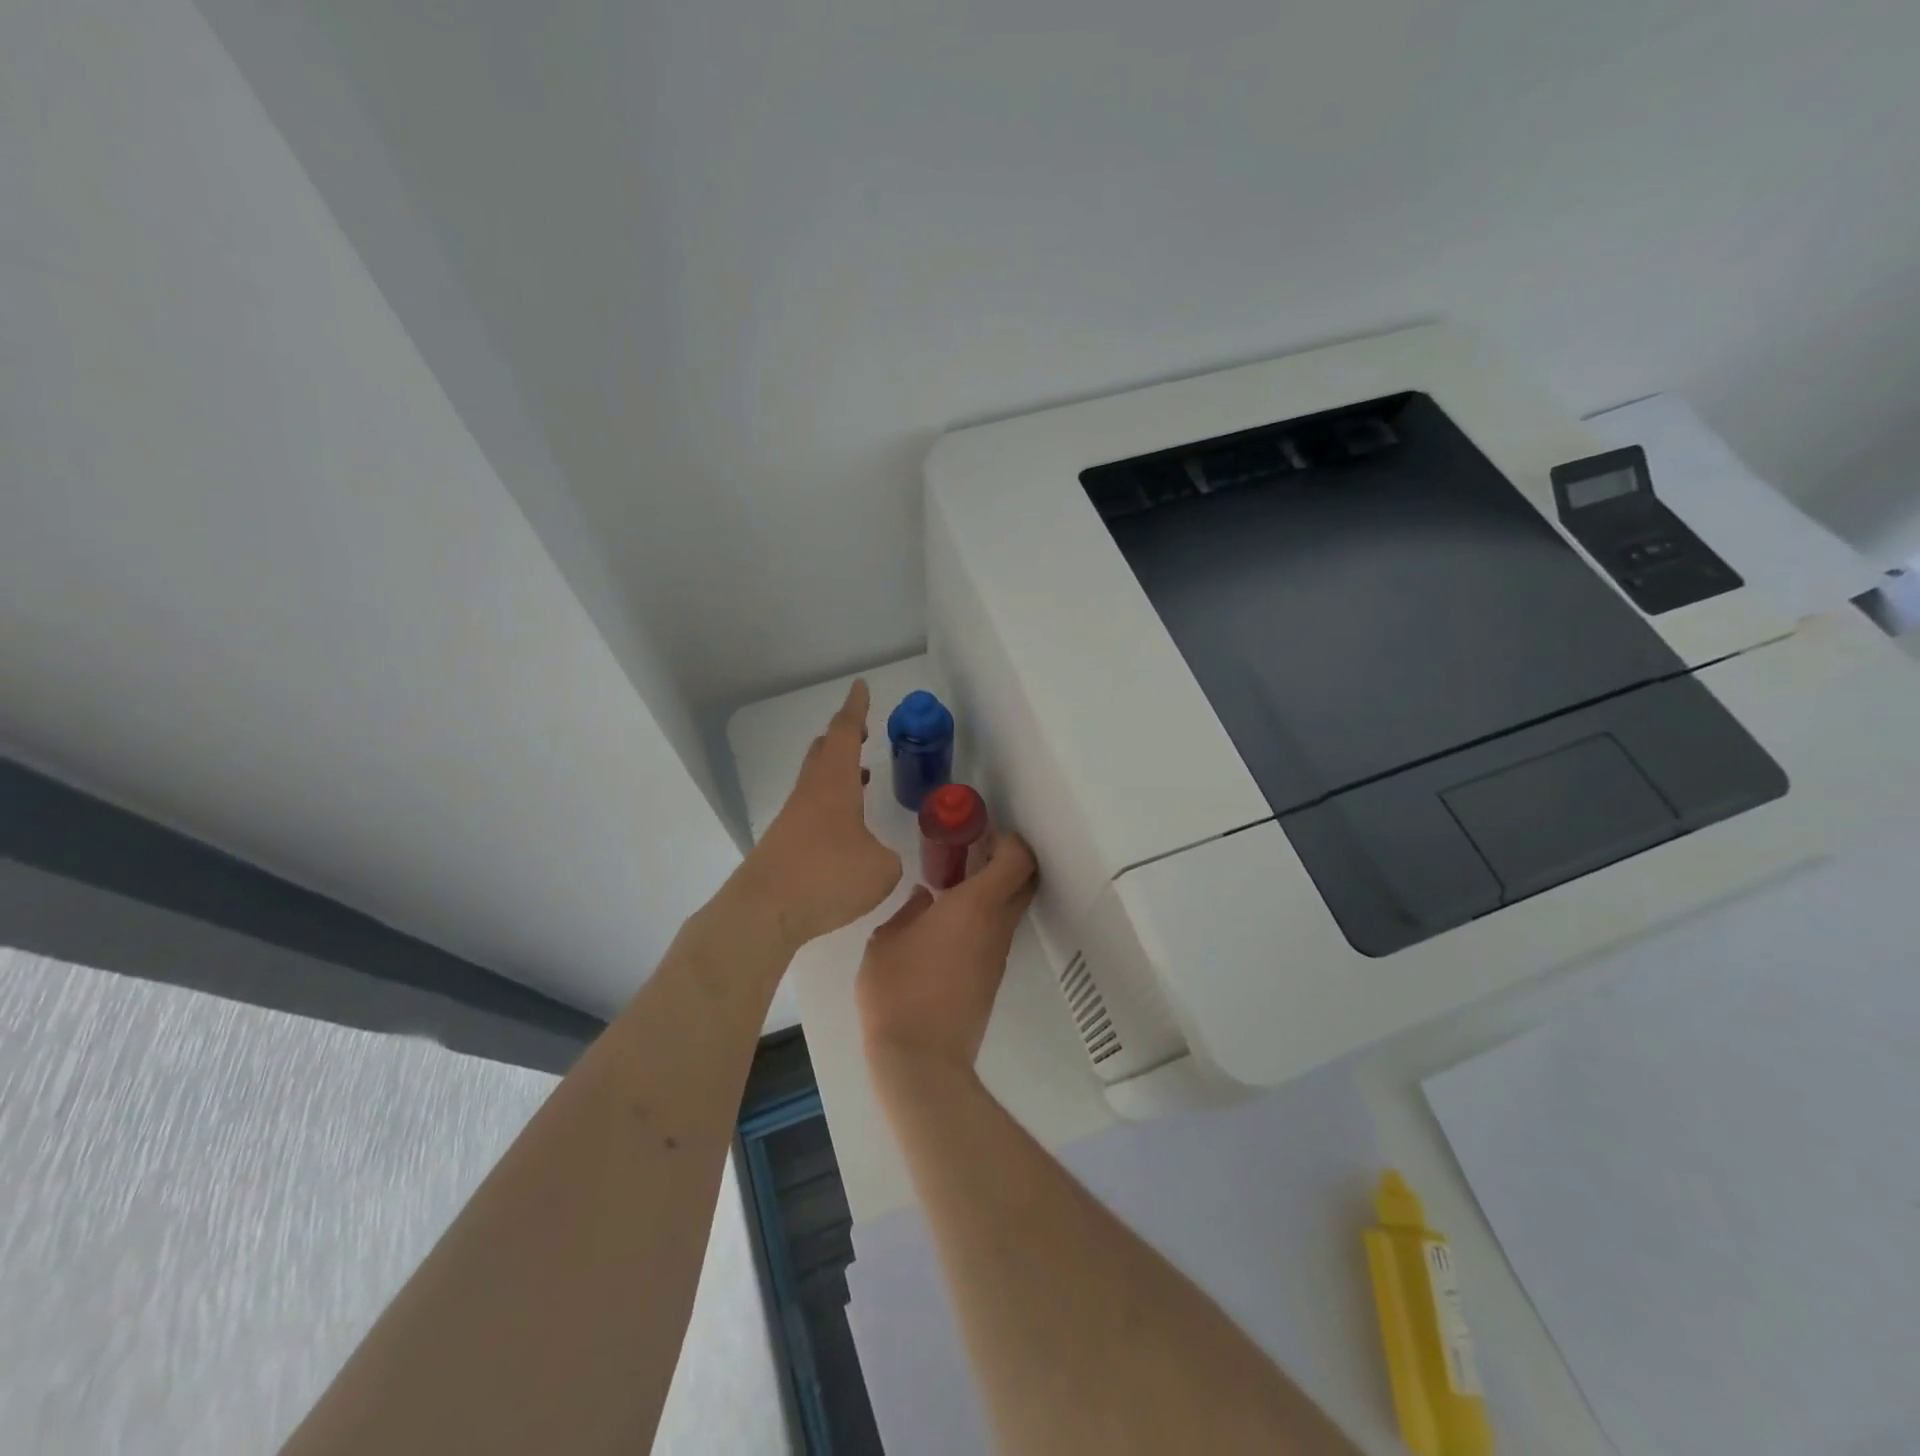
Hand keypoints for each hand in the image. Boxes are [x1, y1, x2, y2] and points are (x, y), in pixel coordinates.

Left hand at [741, 680, 902, 948]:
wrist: (764, 912)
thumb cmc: (828, 877)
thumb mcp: (881, 868)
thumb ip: (887, 855)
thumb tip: (878, 857)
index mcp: (834, 783)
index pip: (845, 733)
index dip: (856, 709)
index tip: (860, 687)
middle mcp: (810, 793)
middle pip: (823, 752)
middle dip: (843, 737)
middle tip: (862, 731)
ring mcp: (792, 819)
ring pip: (815, 781)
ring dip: (838, 772)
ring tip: (862, 776)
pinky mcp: (783, 845)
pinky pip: (812, 810)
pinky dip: (831, 804)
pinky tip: (845, 828)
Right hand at [856, 833, 1038, 1073]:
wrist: (921, 1059)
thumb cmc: (898, 990)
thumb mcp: (886, 941)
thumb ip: (908, 911)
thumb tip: (925, 900)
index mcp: (975, 905)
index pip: (1017, 859)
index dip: (1008, 839)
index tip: (981, 834)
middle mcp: (997, 925)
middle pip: (1025, 880)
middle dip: (1007, 859)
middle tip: (973, 853)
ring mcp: (998, 953)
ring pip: (1011, 908)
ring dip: (993, 890)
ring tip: (951, 887)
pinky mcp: (992, 977)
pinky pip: (997, 932)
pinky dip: (984, 916)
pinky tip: (947, 925)